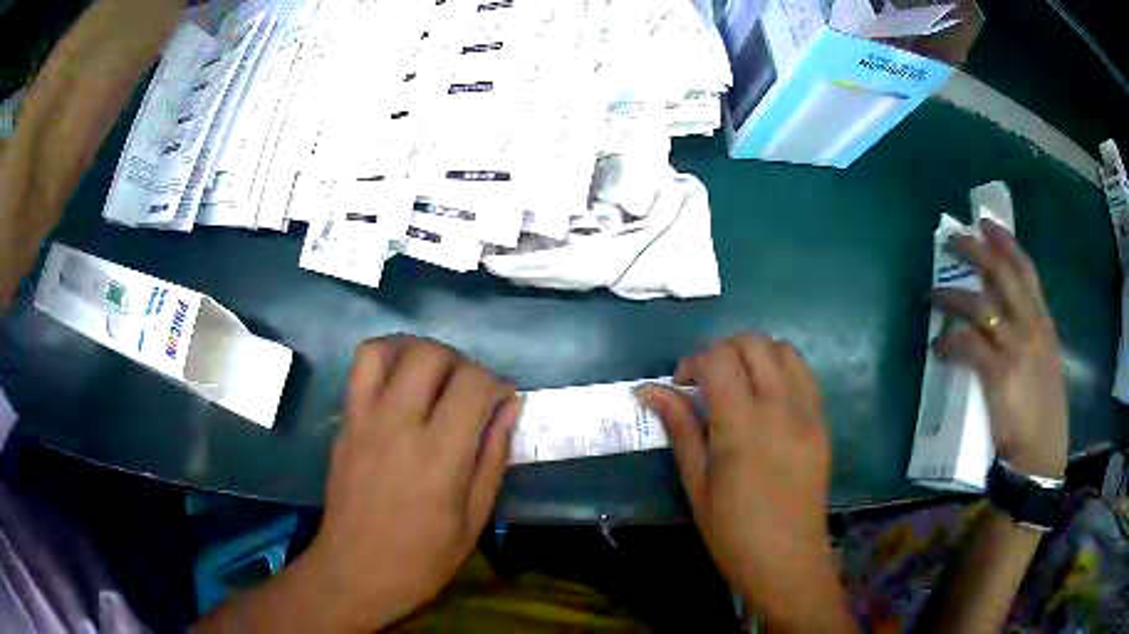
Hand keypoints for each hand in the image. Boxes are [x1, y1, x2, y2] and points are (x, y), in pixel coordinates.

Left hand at [300, 336, 520, 630]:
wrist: (355, 571)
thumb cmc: (423, 558)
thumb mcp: (474, 518)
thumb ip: (494, 456)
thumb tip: (511, 406)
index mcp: (439, 456)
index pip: (472, 384)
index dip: (496, 382)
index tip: (503, 399)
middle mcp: (398, 425)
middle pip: (430, 354)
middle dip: (460, 361)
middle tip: (469, 389)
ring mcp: (364, 420)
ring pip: (387, 349)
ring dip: (417, 351)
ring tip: (433, 376)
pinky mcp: (344, 423)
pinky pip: (360, 369)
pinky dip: (386, 360)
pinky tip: (401, 386)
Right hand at [638, 334, 853, 631]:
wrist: (787, 561)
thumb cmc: (732, 532)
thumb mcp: (696, 484)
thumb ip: (680, 428)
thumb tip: (648, 390)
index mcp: (743, 427)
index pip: (719, 359)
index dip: (693, 361)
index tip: (682, 386)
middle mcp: (781, 408)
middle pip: (753, 343)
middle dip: (723, 350)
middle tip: (707, 382)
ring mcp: (808, 413)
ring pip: (784, 350)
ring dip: (755, 355)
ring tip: (738, 385)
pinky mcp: (823, 423)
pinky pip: (804, 375)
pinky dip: (781, 370)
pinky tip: (766, 399)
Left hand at [931, 219, 1068, 477]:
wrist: (1042, 453)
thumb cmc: (1043, 412)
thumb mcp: (1044, 362)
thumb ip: (1028, 337)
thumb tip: (1001, 318)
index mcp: (1043, 323)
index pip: (1026, 271)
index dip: (1006, 243)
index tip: (987, 224)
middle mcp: (1031, 326)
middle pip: (1001, 276)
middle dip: (976, 252)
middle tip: (952, 238)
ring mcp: (1016, 347)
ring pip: (980, 306)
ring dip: (952, 297)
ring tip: (931, 294)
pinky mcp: (999, 374)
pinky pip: (967, 347)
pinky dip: (949, 344)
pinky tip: (937, 348)